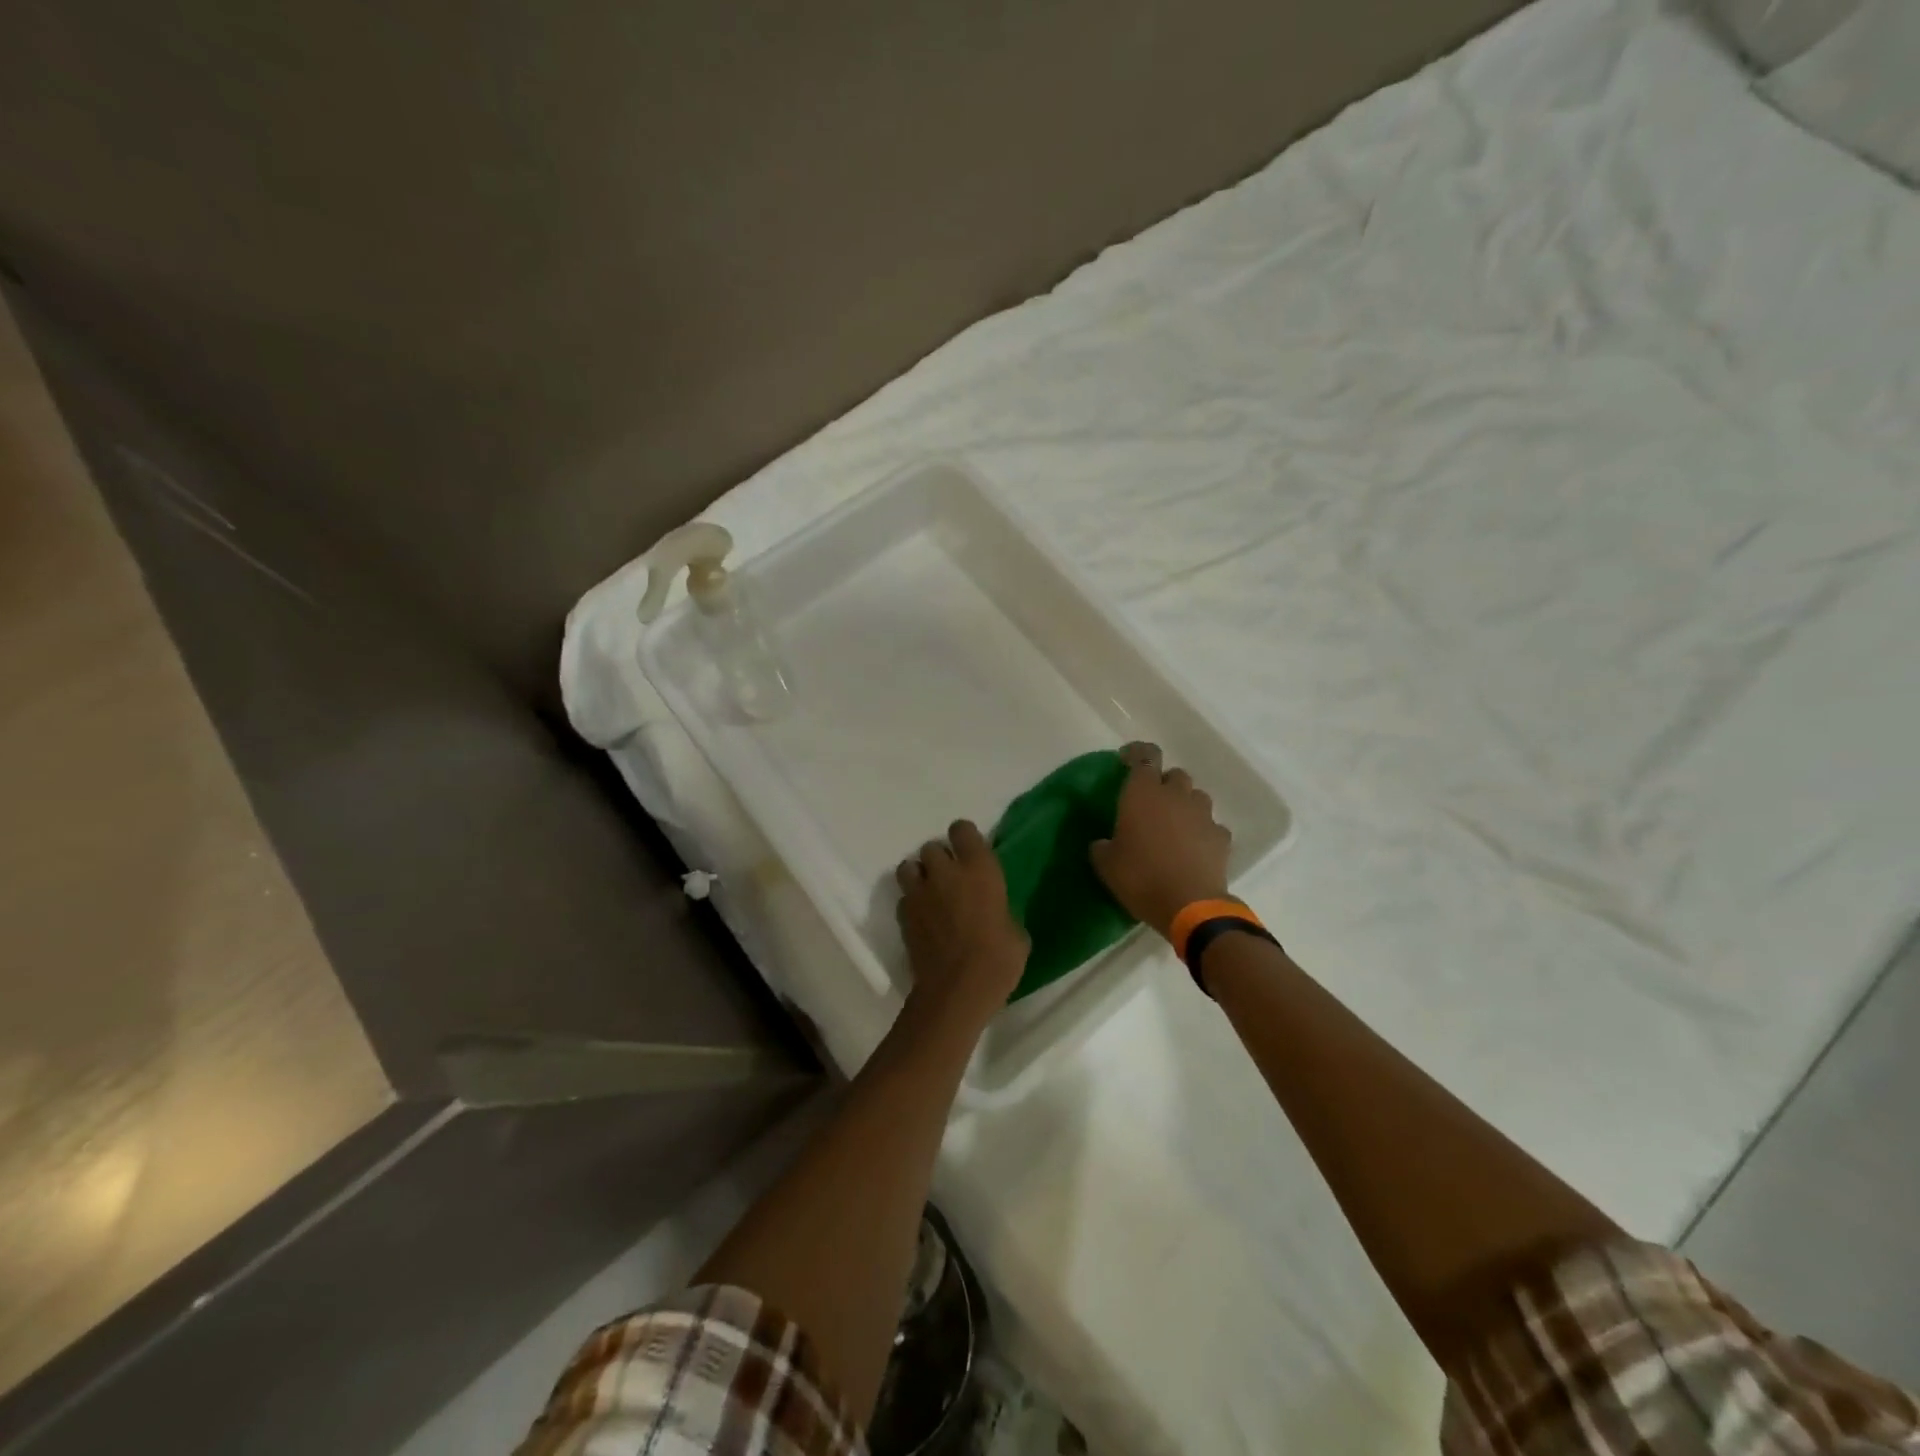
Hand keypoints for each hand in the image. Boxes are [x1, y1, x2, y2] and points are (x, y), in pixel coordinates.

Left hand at [895, 821, 1028, 1028]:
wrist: (957, 992)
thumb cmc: (998, 960)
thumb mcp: (1015, 931)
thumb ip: (1000, 909)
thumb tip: (994, 911)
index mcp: (979, 869)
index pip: (962, 829)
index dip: (964, 838)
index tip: (970, 852)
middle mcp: (945, 873)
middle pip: (931, 847)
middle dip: (940, 859)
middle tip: (951, 878)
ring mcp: (920, 893)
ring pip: (908, 866)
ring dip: (919, 875)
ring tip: (930, 893)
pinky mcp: (903, 915)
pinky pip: (904, 897)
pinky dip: (911, 903)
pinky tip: (923, 919)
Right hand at [1091, 742, 1232, 939]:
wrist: (1189, 906)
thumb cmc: (1140, 877)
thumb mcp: (1106, 864)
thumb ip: (1103, 846)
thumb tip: (1104, 843)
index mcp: (1143, 793)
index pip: (1144, 756)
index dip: (1136, 753)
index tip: (1126, 760)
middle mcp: (1175, 795)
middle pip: (1174, 774)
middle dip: (1163, 784)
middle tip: (1150, 803)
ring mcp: (1203, 814)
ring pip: (1196, 796)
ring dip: (1185, 805)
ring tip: (1174, 826)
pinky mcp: (1221, 837)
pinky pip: (1211, 825)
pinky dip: (1202, 831)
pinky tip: (1194, 848)